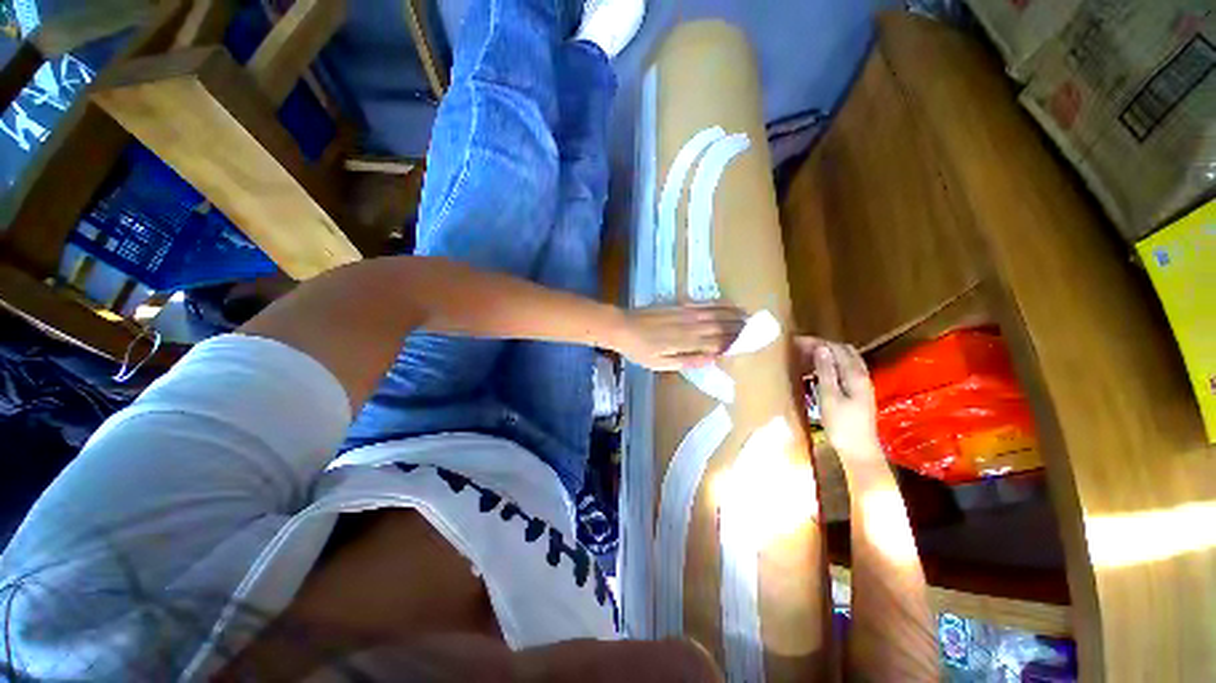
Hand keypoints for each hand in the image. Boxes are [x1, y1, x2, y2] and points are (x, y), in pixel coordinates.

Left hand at [614, 303, 746, 371]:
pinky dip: (717, 304)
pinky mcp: (678, 305)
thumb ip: (686, 361)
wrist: (622, 326)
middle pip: (720, 326)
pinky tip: (726, 304)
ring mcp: (684, 313)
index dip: (734, 342)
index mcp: (686, 342)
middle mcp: (690, 326)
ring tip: (749, 315)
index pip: (717, 342)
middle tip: (757, 328)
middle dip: (739, 327)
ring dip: (733, 314)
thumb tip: (711, 359)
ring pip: (714, 313)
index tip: (749, 343)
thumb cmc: (639, 349)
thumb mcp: (660, 364)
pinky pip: (702, 304)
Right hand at [794, 337, 883, 459]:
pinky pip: (845, 369)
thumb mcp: (829, 397)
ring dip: (827, 354)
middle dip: (822, 345)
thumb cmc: (841, 425)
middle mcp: (862, 375)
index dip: (816, 342)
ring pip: (845, 359)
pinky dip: (831, 365)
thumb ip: (826, 372)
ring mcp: (862, 384)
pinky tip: (818, 372)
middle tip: (800, 348)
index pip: (836, 348)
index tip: (796, 342)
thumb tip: (821, 349)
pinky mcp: (859, 392)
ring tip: (806, 357)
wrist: (859, 450)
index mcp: (855, 375)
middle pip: (844, 351)